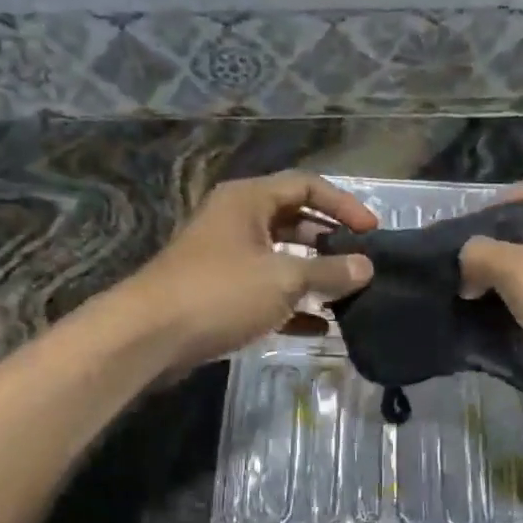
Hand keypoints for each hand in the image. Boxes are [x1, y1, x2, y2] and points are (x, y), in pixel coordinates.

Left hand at [123, 172, 375, 369]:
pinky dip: (292, 306)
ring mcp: (226, 259)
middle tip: (360, 263)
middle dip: (329, 241)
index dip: (343, 204)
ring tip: (347, 295)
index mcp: (248, 201)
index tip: (372, 231)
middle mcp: (236, 222)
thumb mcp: (283, 278)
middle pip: (294, 221)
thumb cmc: (220, 292)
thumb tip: (366, 267)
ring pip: (281, 259)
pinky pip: (266, 293)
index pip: (306, 186)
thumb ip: (329, 271)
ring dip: (313, 276)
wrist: (150, 336)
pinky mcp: (220, 294)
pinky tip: (320, 327)